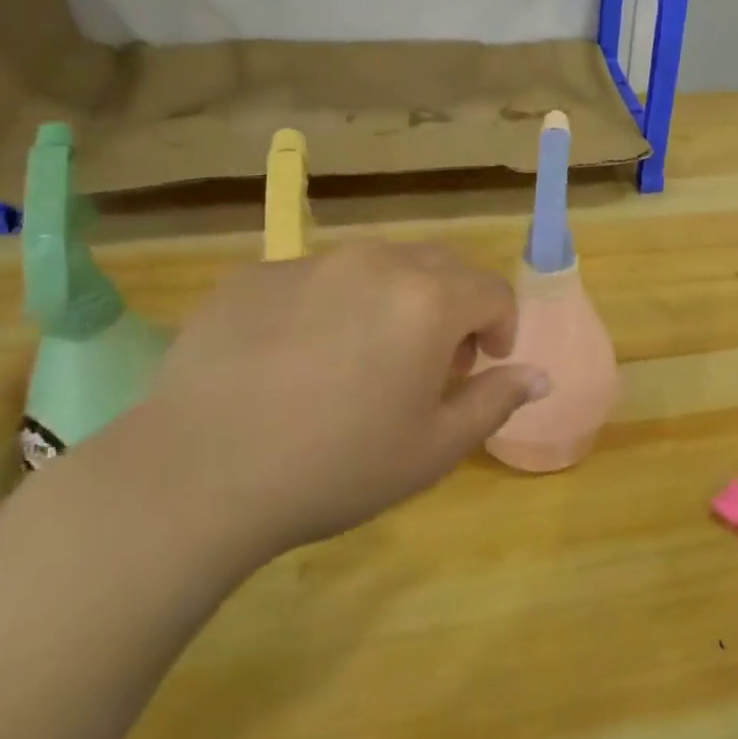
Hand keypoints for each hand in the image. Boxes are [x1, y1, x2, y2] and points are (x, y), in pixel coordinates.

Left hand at [97, 240, 548, 570]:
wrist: (196, 475)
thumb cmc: (337, 466)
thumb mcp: (434, 448)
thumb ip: (496, 401)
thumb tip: (541, 376)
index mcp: (429, 299)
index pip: (492, 290)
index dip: (501, 327)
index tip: (482, 366)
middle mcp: (376, 262)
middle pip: (440, 268)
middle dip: (452, 308)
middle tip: (431, 364)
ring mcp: (310, 262)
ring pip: (378, 267)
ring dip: (394, 301)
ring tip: (365, 358)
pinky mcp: (254, 275)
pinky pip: (316, 278)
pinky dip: (330, 306)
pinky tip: (297, 360)